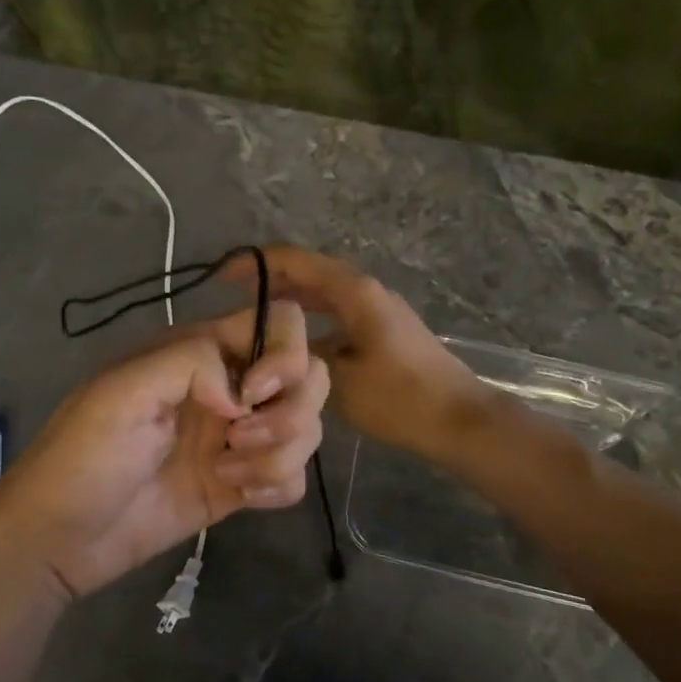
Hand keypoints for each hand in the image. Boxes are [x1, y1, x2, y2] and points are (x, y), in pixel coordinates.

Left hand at [0, 300, 328, 599]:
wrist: (59, 540)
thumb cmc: (82, 458)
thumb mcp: (122, 392)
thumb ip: (190, 363)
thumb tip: (246, 394)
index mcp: (201, 353)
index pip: (278, 322)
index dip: (284, 354)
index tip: (251, 395)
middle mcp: (231, 389)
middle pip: (308, 377)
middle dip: (289, 413)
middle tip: (237, 440)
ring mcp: (239, 438)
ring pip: (306, 428)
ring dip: (279, 454)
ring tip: (228, 475)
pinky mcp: (242, 485)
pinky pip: (294, 475)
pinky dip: (278, 484)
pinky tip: (239, 496)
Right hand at [241, 246, 487, 463]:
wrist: (458, 421)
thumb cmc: (399, 397)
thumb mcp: (338, 377)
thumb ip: (299, 356)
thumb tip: (268, 350)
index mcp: (353, 291)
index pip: (296, 260)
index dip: (256, 263)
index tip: (222, 276)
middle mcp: (365, 291)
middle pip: (309, 273)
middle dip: (270, 280)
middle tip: (231, 298)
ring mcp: (378, 311)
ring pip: (323, 296)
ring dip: (290, 301)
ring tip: (254, 318)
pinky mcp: (384, 333)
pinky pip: (337, 315)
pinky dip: (311, 321)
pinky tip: (292, 344)